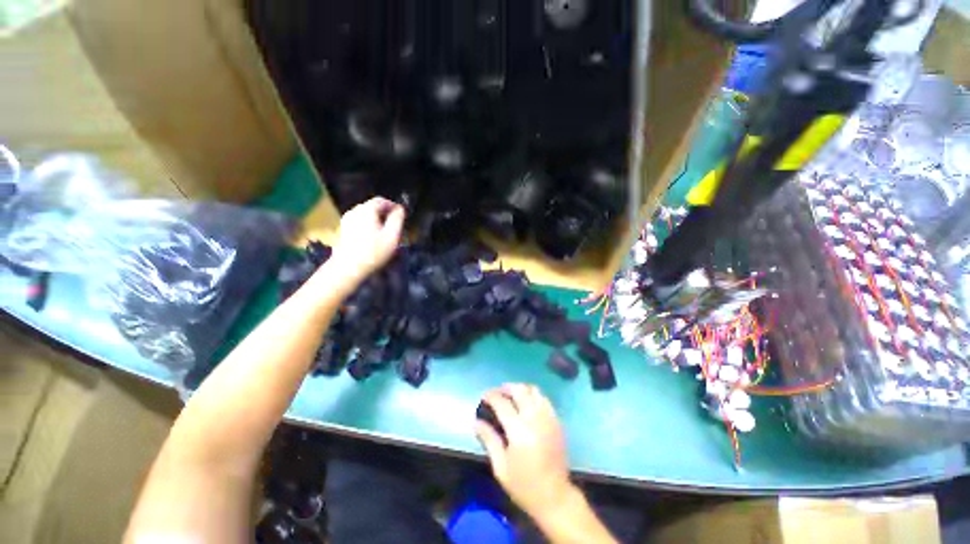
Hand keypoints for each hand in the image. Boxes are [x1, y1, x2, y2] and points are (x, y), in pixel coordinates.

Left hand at [330, 197, 404, 282]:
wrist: (348, 268)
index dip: (393, 207)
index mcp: (367, 210)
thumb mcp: (392, 236)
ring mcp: (346, 220)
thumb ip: (397, 219)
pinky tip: (371, 239)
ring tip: (384, 234)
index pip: (382, 200)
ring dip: (376, 220)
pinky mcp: (342, 229)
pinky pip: (358, 222)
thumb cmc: (374, 252)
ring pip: (365, 215)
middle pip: (372, 207)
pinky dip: (367, 226)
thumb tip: (400, 209)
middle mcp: (354, 211)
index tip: (401, 218)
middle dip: (385, 214)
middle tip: (394, 227)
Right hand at [475, 384, 572, 520]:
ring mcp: (548, 418)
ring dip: (520, 389)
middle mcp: (534, 418)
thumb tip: (476, 421)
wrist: (554, 496)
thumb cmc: (523, 485)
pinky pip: (544, 399)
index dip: (491, 396)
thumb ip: (489, 439)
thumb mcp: (500, 466)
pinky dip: (533, 395)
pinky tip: (527, 404)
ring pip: (534, 390)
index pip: (502, 403)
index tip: (484, 396)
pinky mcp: (556, 421)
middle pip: (519, 390)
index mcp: (519, 430)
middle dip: (506, 388)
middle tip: (497, 393)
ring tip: (511, 396)